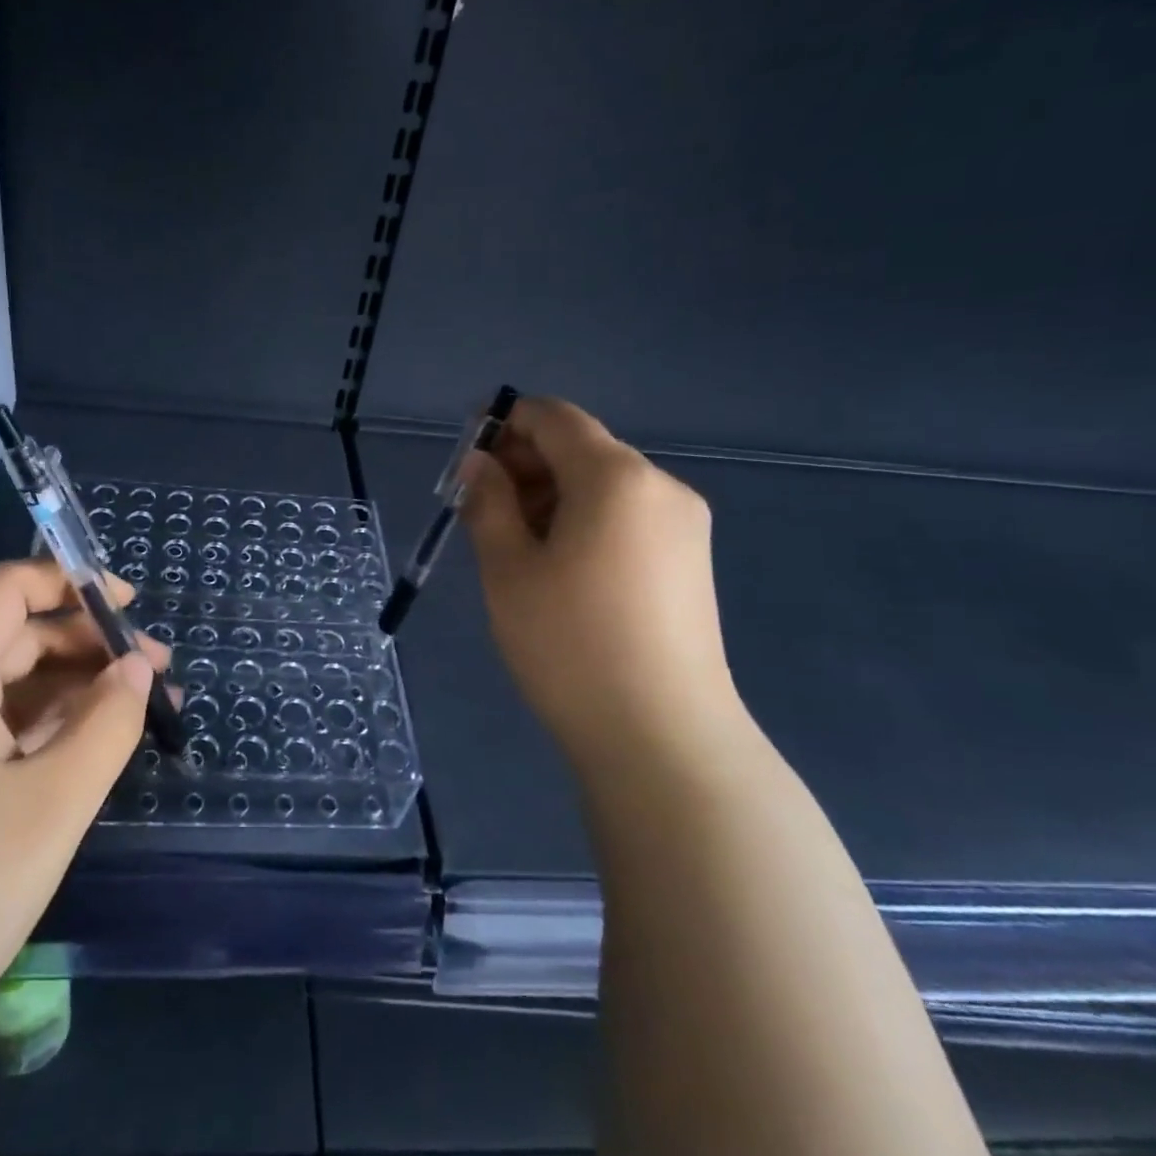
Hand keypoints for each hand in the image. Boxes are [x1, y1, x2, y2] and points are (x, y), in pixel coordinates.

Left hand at [0, 558, 169, 1047]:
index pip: (5, 590)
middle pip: (13, 636)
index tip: (127, 607)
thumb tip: (136, 666)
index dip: (66, 581)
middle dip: (87, 641)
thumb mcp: (54, 802)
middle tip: (156, 671)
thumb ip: (108, 722)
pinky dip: (49, 727)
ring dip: (75, 686)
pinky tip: (91, 749)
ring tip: (141, 709)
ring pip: (9, 686)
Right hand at [460, 397, 740, 758]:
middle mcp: (659, 486)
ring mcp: (683, 524)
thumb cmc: (569, 645)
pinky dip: (582, 519)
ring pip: (602, 483)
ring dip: (550, 495)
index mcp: (615, 476)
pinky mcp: (689, 560)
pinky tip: (557, 567)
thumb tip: (479, 462)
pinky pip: (626, 516)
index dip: (504, 422)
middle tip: (479, 509)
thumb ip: (488, 501)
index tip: (466, 457)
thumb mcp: (507, 568)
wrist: (662, 739)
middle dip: (524, 463)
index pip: (554, 416)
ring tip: (513, 545)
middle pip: (581, 447)